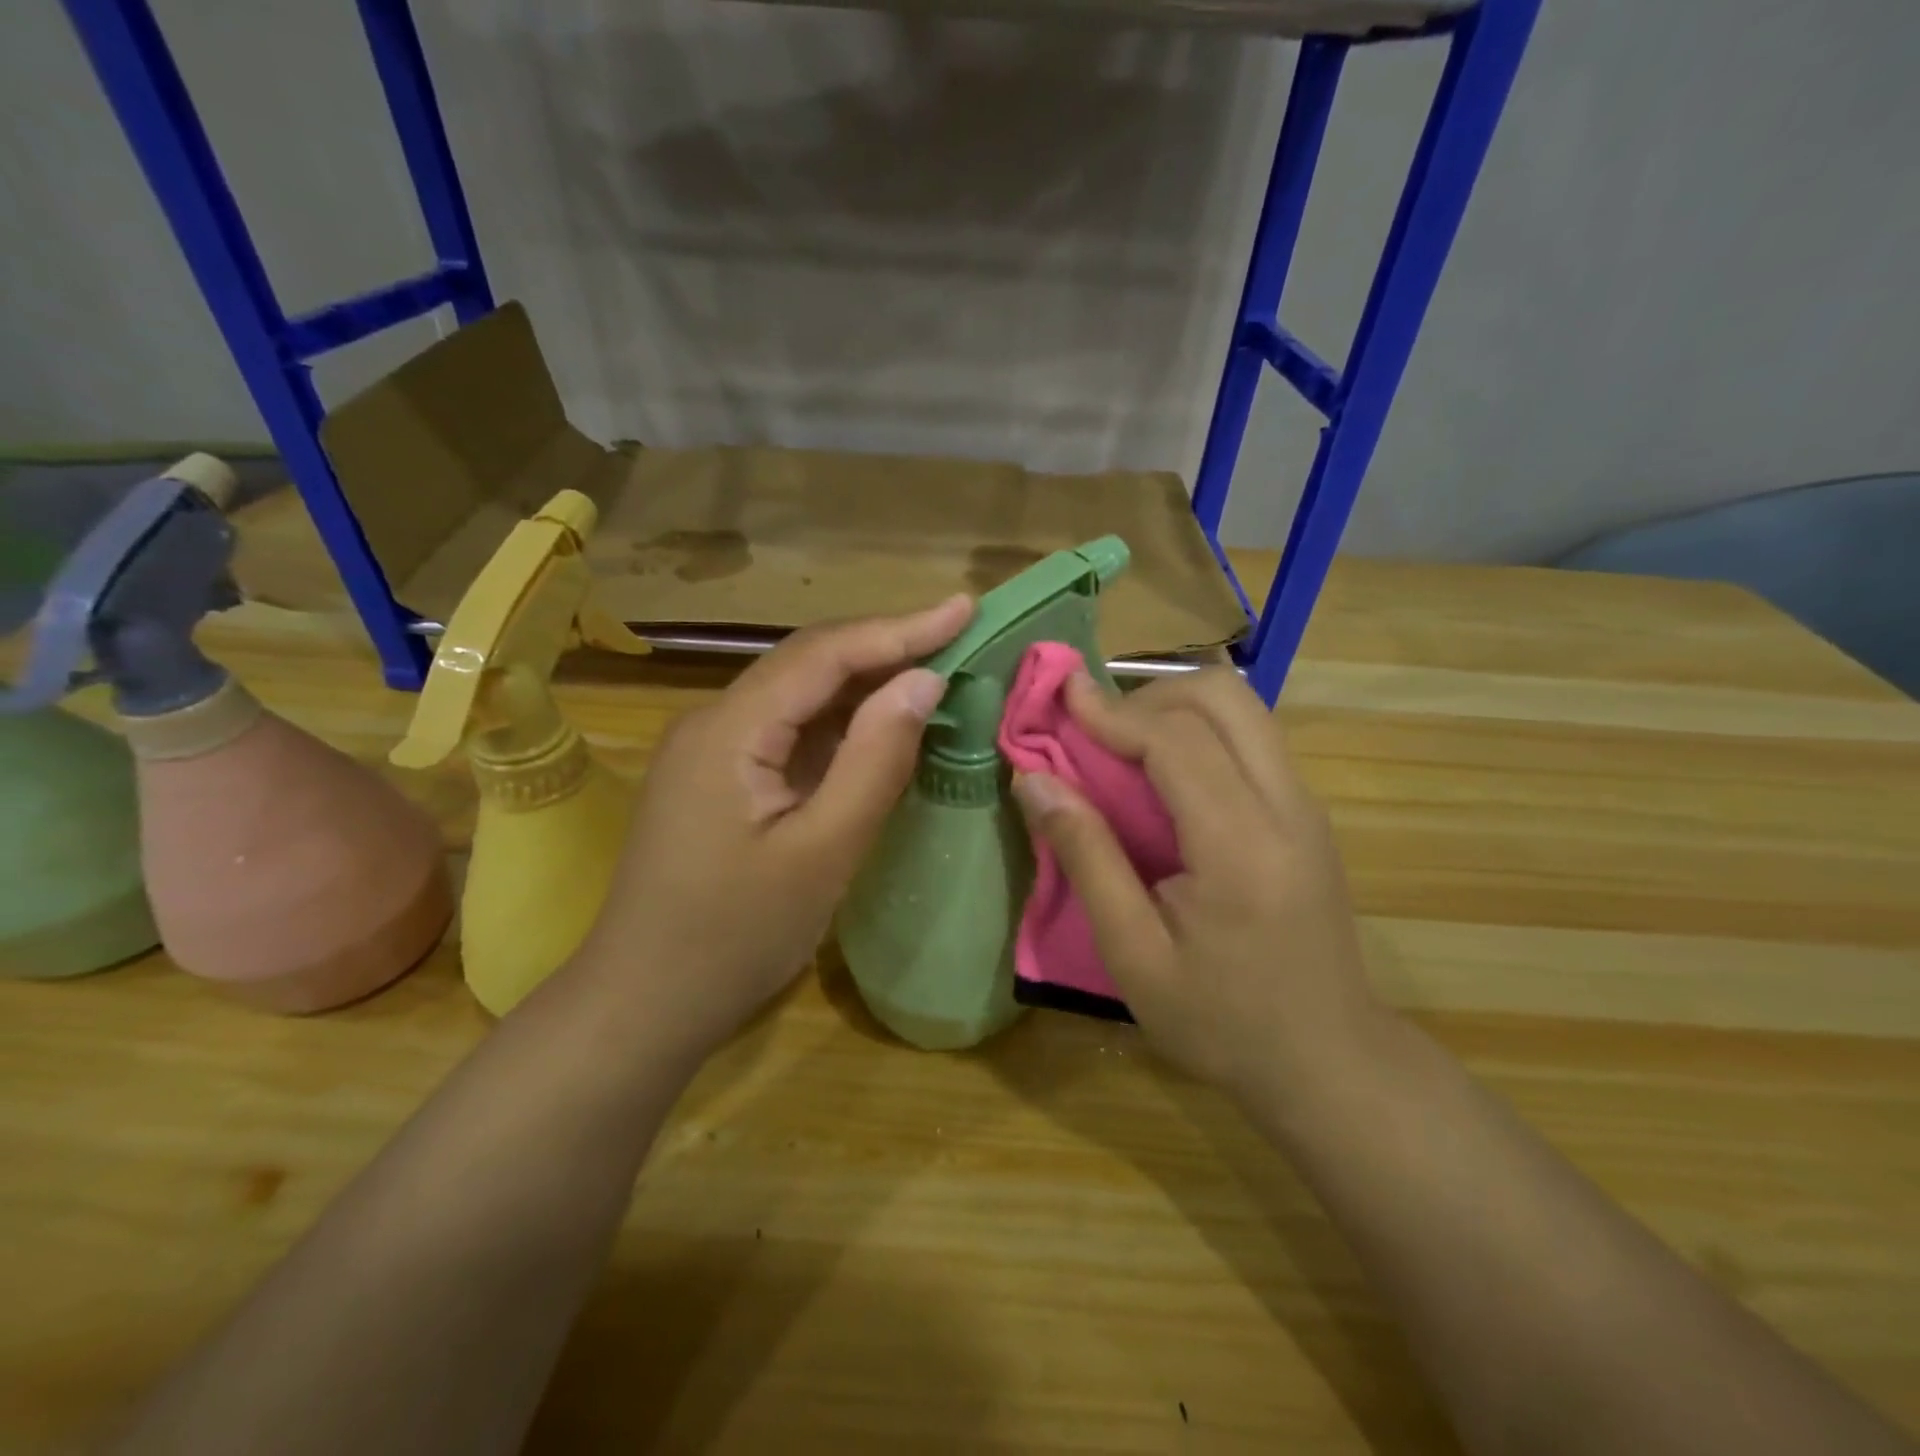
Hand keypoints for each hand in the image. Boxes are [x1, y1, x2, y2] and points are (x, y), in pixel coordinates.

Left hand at [573, 596, 973, 1064]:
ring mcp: (712, 749)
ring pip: (800, 696)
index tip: (966, 608)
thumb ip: (876, 760)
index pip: (824, 654)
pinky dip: (842, 725)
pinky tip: (881, 725)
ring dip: (867, 683)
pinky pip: (789, 732)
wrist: (644, 1004)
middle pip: (809, 663)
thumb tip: (925, 682)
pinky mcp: (719, 778)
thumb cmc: (735, 936)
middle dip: (887, 646)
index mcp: (730, 728)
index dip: (900, 628)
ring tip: (936, 668)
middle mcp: (714, 721)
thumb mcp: (822, 851)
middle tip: (959, 634)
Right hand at [1012, 669, 1383, 1105]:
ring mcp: (1306, 806)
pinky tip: (1162, 773)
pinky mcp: (1307, 814)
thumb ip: (1086, 857)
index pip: (1176, 739)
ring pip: (1242, 709)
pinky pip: (1251, 738)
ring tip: (1121, 742)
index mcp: (1241, 845)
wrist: (1329, 1061)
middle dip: (1148, 694)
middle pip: (1222, 697)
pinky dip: (1199, 730)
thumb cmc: (1222, 1021)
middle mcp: (1286, 806)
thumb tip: (1034, 781)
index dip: (1112, 711)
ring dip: (1175, 708)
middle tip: (1094, 727)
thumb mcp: (1134, 954)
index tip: (1062, 696)